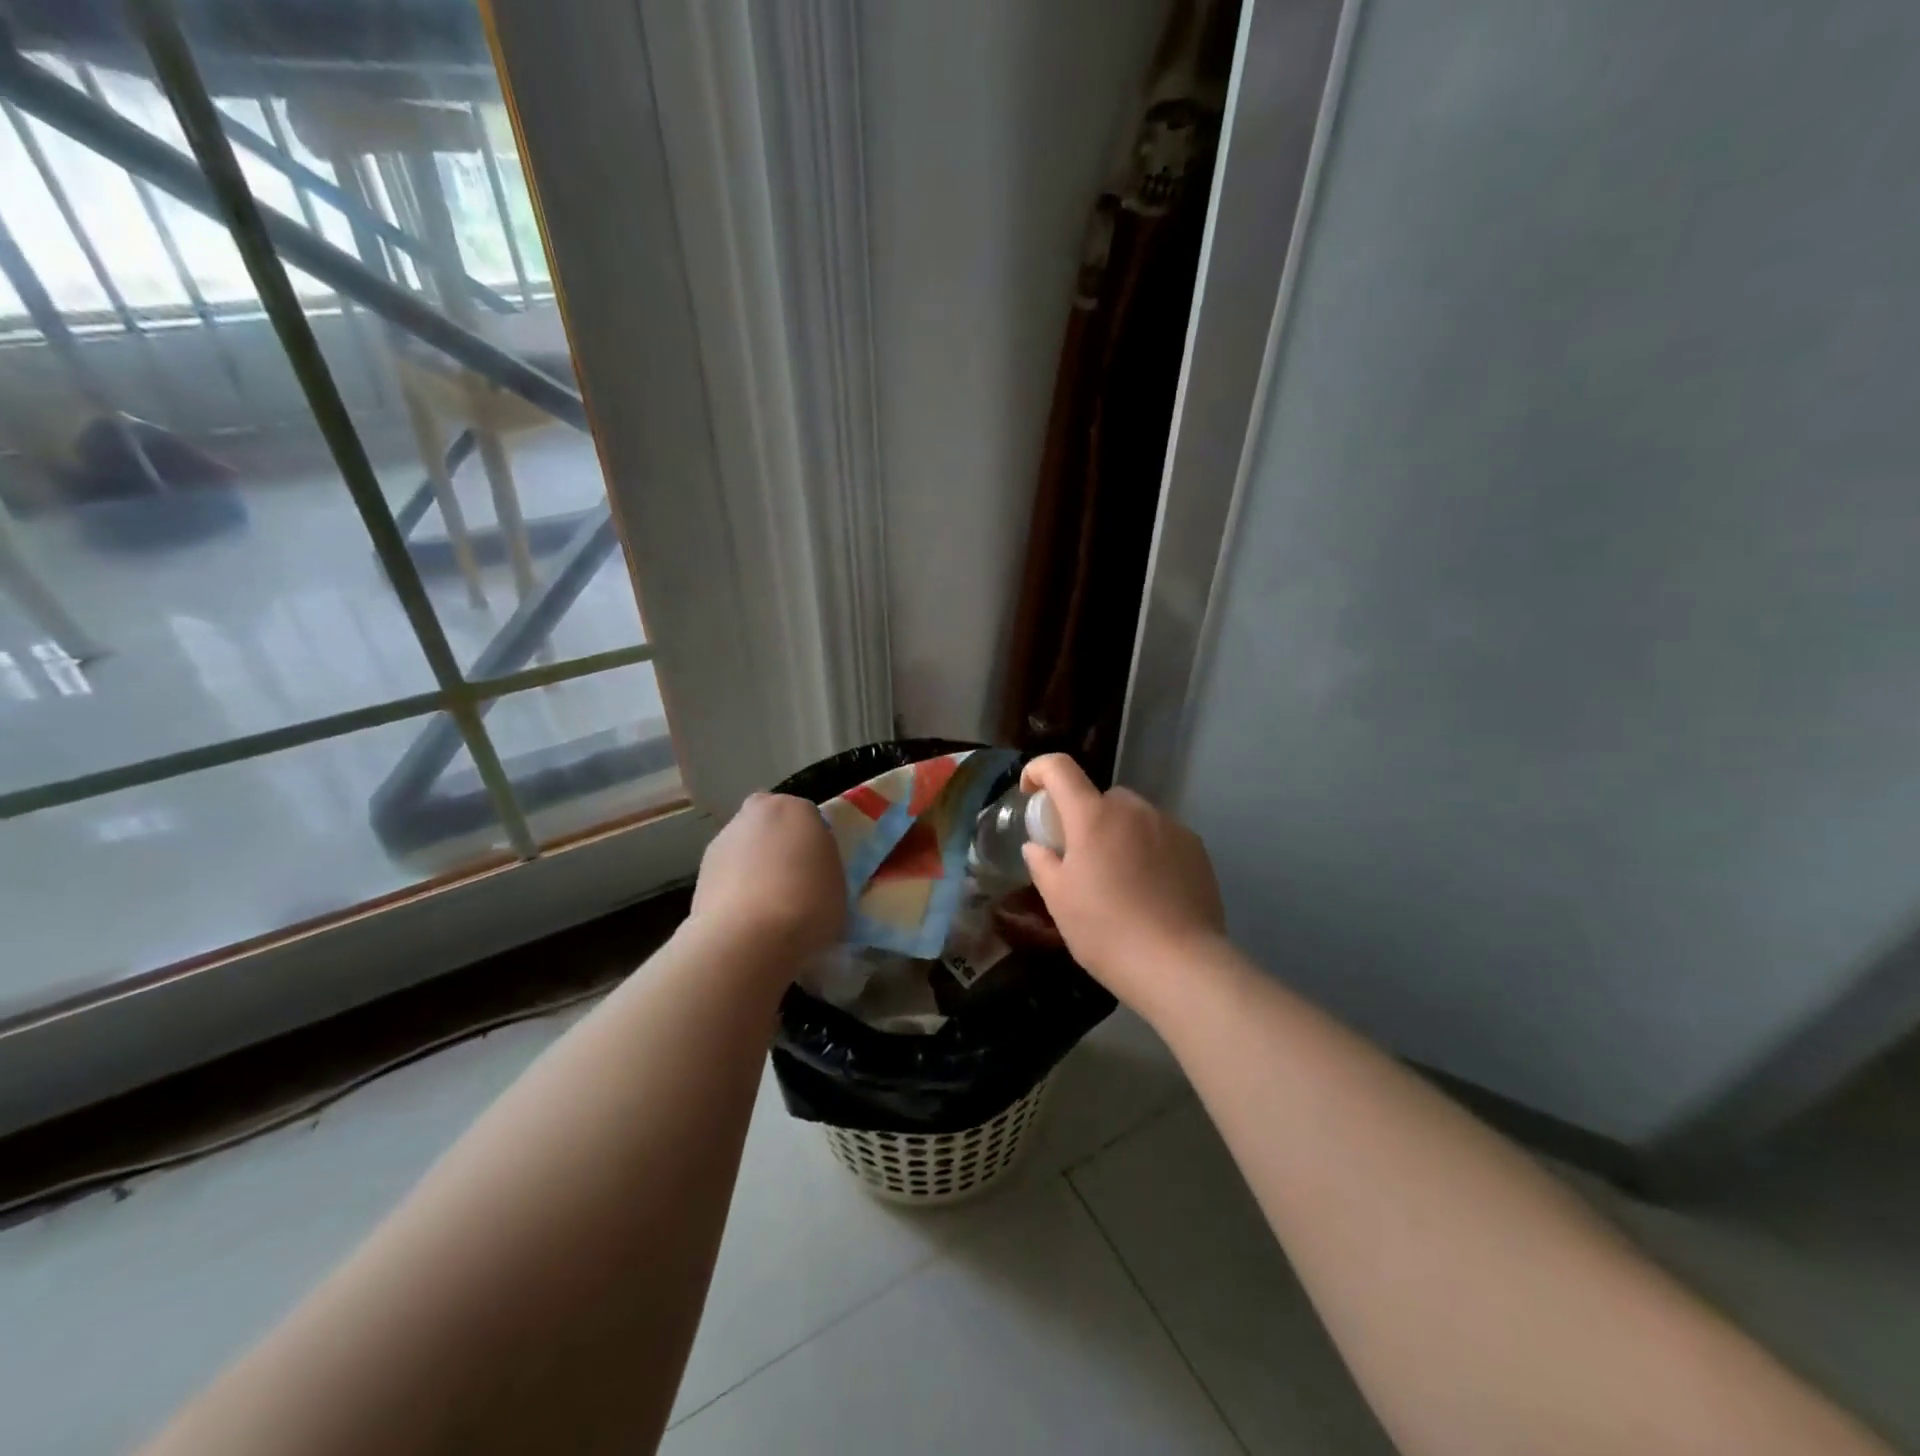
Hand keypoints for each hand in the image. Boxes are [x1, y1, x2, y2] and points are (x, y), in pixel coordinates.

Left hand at [691, 792, 844, 959]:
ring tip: (764, 905)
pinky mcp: (702, 868)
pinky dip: (733, 886)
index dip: (812, 844)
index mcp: (797, 809)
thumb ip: (821, 864)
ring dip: (752, 864)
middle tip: (789, 879)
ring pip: (745, 845)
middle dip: (776, 842)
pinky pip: (727, 871)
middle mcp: (758, 812)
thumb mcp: (837, 882)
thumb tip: (807, 869)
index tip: (816, 870)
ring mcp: (724, 838)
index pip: (808, 817)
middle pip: (770, 822)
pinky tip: (743, 915)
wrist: (750, 937)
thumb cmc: (809, 904)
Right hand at [1020, 755, 1224, 1011]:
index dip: (1039, 770)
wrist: (1179, 964)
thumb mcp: (1059, 901)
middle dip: (1085, 817)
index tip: (1030, 792)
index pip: (1060, 768)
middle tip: (1080, 857)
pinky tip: (1150, 889)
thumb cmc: (1106, 931)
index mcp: (1093, 816)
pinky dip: (1148, 850)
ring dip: (1119, 833)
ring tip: (1119, 879)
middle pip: (1101, 798)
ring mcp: (1170, 826)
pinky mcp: (1196, 848)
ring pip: (1134, 817)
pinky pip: (1161, 836)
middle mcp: (1134, 810)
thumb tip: (1037, 846)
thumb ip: (1042, 864)